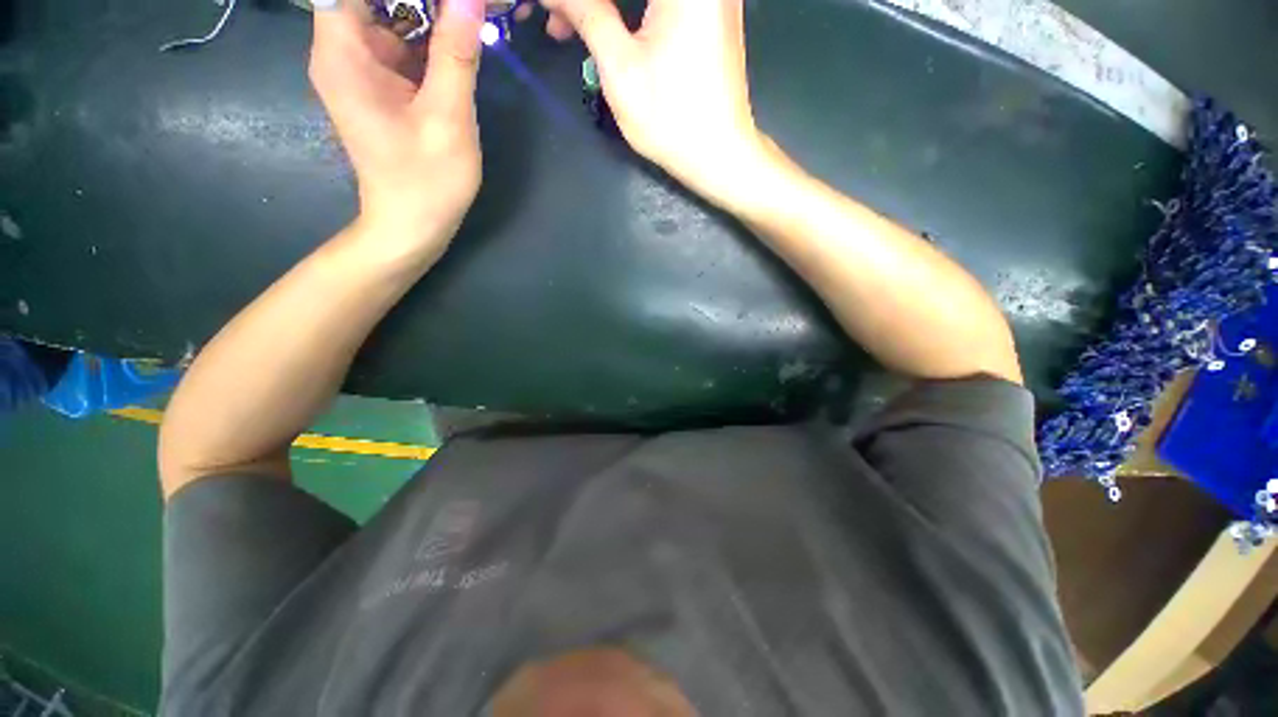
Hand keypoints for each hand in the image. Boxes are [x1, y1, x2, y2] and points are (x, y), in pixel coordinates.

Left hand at [310, 0, 485, 258]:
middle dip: (420, 1)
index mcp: (343, 53)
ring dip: (427, 14)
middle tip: (463, 9)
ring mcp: (358, 68)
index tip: (441, 0)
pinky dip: (427, 37)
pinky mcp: (376, 84)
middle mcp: (341, 52)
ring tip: (463, 20)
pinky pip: (398, 42)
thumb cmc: (427, 181)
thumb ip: (456, 55)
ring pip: (388, 14)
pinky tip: (456, 43)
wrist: (412, 225)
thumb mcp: (448, 119)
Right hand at [537, 0, 768, 206]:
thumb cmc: (671, 119)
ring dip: (601, 1)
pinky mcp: (707, 7)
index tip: (549, 8)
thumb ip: (584, 12)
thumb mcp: (619, 67)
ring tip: (566, 25)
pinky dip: (626, 5)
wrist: (719, 154)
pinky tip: (601, 22)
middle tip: (553, 16)